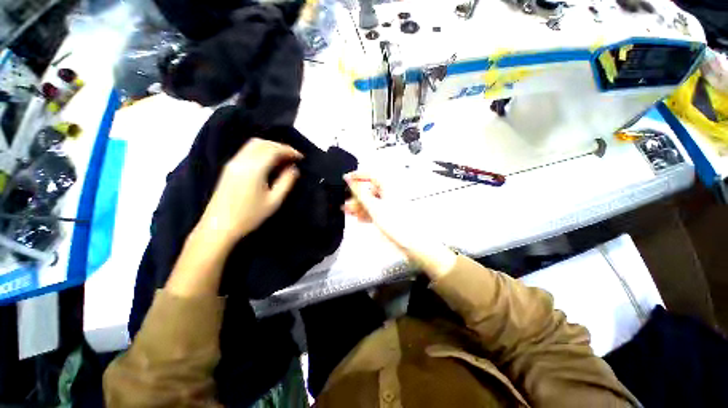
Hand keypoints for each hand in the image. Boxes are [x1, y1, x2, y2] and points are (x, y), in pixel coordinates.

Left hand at [197, 138, 301, 248]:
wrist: (219, 226)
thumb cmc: (250, 216)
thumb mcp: (274, 201)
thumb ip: (286, 182)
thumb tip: (294, 168)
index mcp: (254, 168)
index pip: (274, 150)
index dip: (289, 151)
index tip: (300, 157)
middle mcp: (242, 160)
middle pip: (263, 143)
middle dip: (280, 147)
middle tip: (293, 157)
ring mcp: (233, 163)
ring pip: (253, 145)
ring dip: (270, 147)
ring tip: (282, 159)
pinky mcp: (229, 167)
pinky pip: (247, 151)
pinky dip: (261, 151)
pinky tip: (268, 162)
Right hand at [343, 172, 456, 278]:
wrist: (411, 241)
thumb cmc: (396, 223)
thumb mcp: (373, 207)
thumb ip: (360, 193)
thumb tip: (349, 180)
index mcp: (388, 185)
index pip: (370, 174)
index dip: (357, 176)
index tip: (345, 180)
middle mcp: (389, 192)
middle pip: (369, 189)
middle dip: (356, 196)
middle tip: (345, 202)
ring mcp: (390, 203)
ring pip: (371, 200)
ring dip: (359, 205)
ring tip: (348, 211)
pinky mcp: (389, 212)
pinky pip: (375, 208)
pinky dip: (367, 212)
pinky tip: (359, 217)